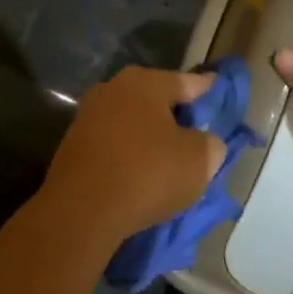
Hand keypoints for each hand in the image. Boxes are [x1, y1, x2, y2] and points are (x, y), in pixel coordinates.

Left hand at [43, 67, 228, 239]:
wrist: (82, 211)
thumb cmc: (147, 174)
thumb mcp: (200, 160)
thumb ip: (210, 144)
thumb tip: (204, 143)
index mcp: (145, 82)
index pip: (188, 82)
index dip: (208, 92)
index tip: (220, 95)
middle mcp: (112, 90)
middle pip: (155, 101)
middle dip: (176, 116)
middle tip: (198, 135)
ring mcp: (87, 118)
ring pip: (131, 125)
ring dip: (149, 139)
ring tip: (170, 160)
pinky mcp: (72, 148)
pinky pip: (113, 147)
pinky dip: (129, 157)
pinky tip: (141, 175)